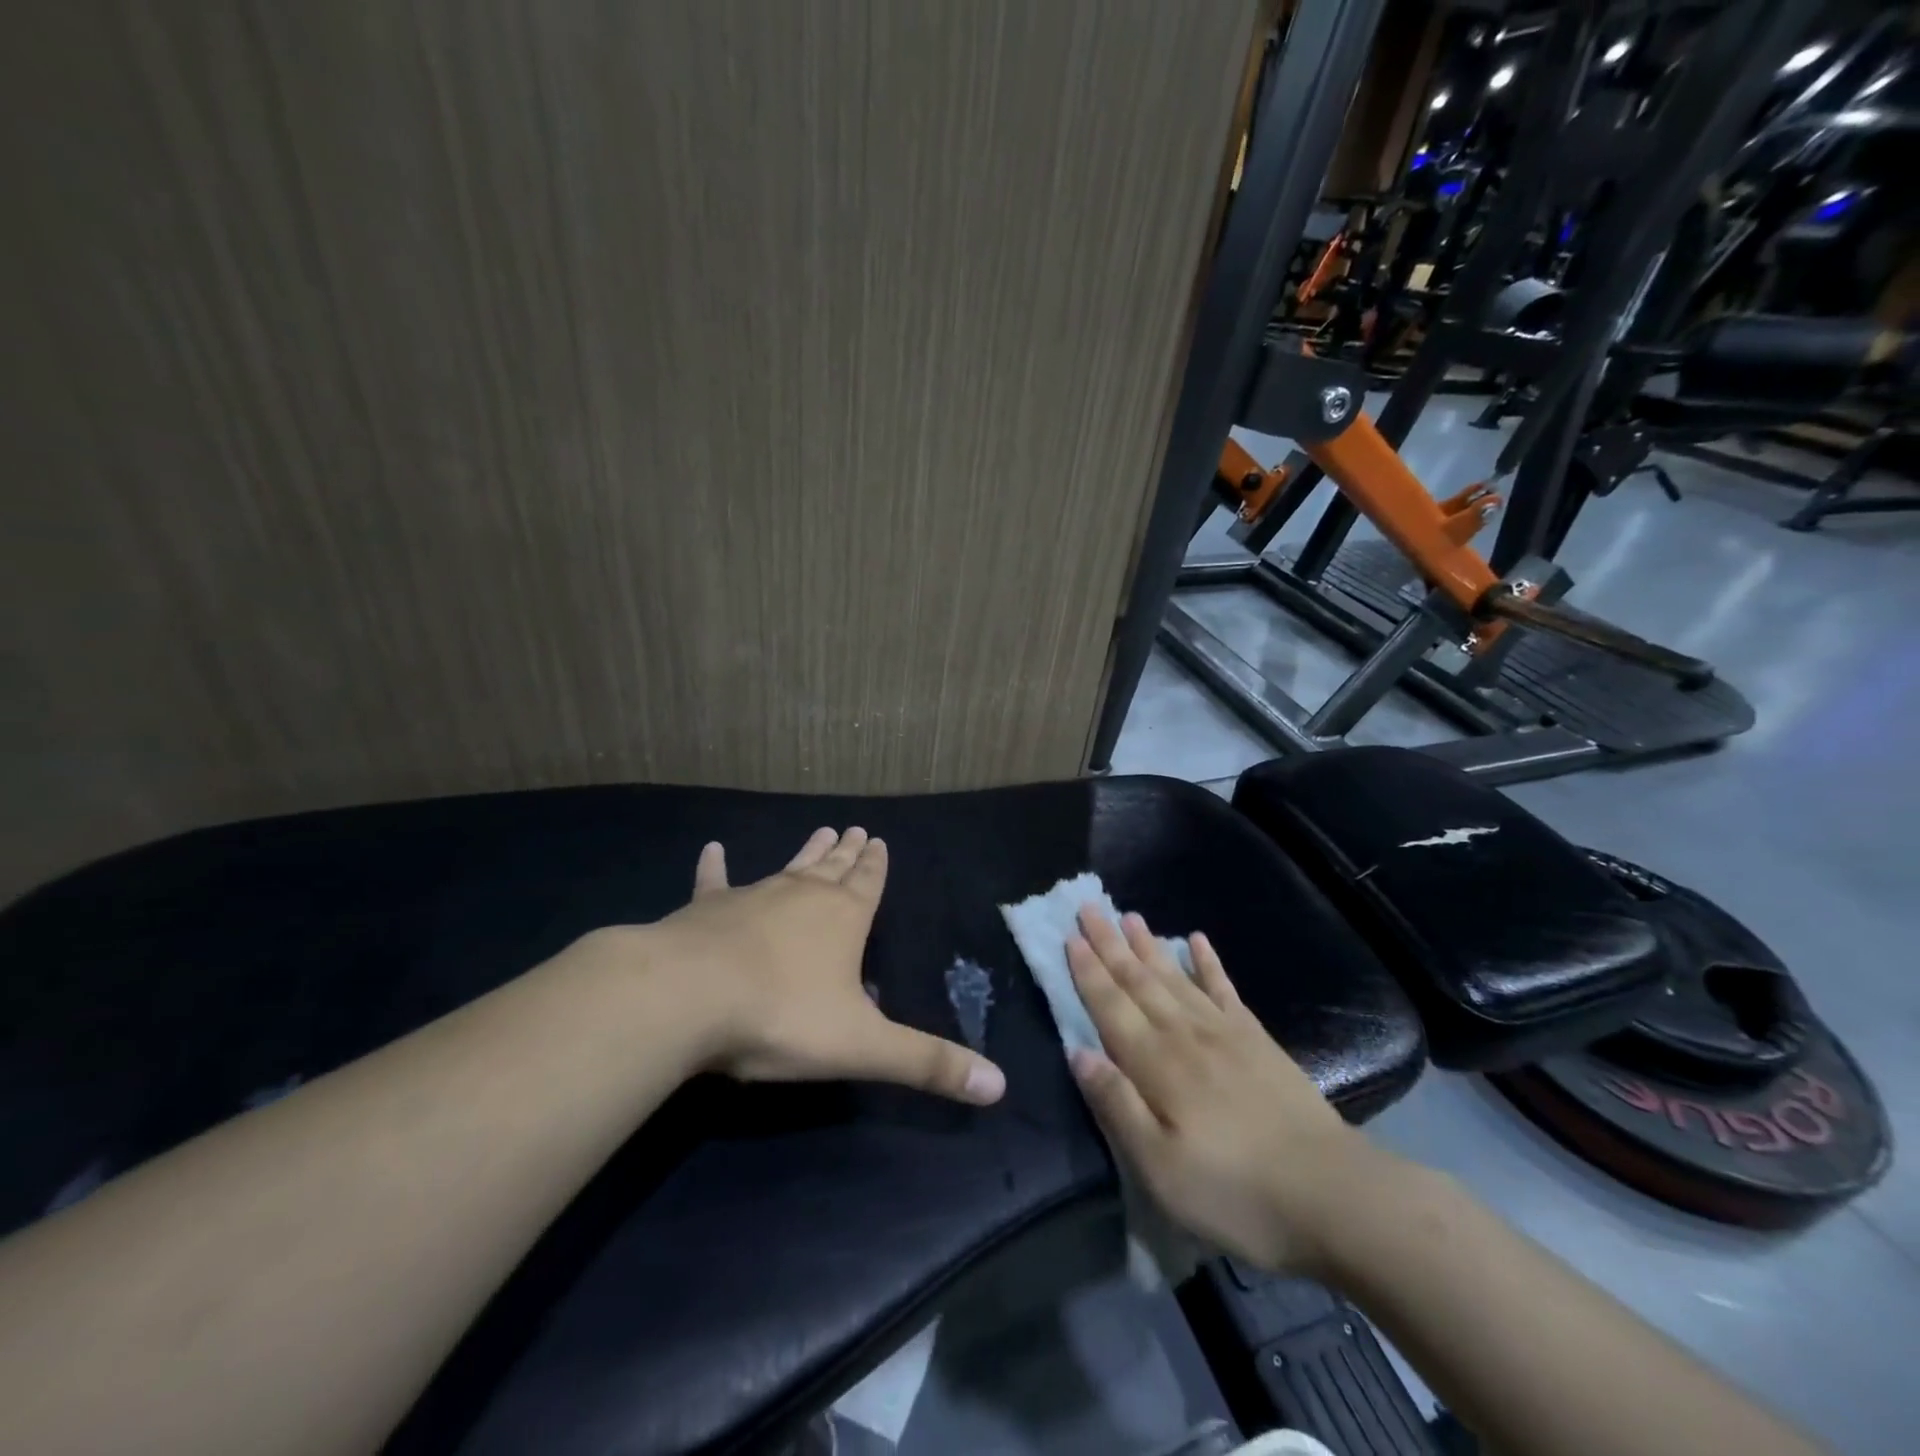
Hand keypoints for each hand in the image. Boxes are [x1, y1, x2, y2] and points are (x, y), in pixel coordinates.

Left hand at [643, 827, 1005, 1105]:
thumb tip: (999, 1087)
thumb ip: (928, 1064)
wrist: (688, 997)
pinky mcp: (705, 910)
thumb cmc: (783, 1017)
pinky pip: (713, 881)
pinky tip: (713, 848)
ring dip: (805, 853)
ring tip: (822, 829)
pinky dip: (714, 867)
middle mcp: (802, 897)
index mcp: (844, 919)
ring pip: (788, 869)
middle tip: (856, 828)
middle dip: (847, 853)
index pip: (869, 884)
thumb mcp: (864, 1047)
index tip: (879, 839)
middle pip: (833, 869)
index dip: (876, 865)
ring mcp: (752, 897)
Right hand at [1065, 908, 1390, 1273]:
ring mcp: (1224, 1032)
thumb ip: (1116, 1105)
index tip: (1070, 936)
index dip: (1088, 971)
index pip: (1111, 1007)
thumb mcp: (1160, 1168)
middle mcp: (1185, 1035)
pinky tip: (1197, 940)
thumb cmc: (1235, 1191)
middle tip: (1089, 908)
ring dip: (1148, 945)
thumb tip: (1076, 1052)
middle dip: (1110, 944)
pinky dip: (1208, 962)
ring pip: (1175, 977)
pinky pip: (1224, 989)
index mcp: (1156, 1064)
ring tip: (1129, 916)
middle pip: (1139, 981)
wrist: (1331, 1194)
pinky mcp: (1257, 1040)